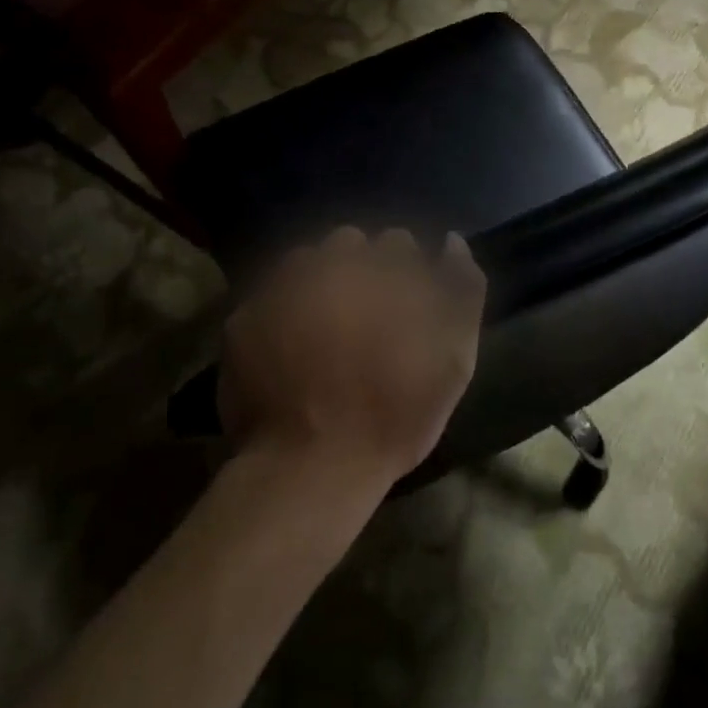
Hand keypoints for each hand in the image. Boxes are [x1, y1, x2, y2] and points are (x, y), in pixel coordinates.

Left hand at [217, 227, 486, 492]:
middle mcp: (332, 263)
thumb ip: (463, 291)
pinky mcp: (243, 314)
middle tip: (363, 316)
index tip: (403, 305)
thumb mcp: (454, 359)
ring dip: (318, 282)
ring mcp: (282, 286)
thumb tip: (451, 241)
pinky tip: (287, 347)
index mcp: (386, 271)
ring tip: (322, 327)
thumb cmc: (396, 416)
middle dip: (360, 268)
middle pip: (350, 243)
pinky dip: (281, 312)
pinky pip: (269, 295)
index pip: (399, 243)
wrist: (311, 465)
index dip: (404, 273)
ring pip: (306, 261)